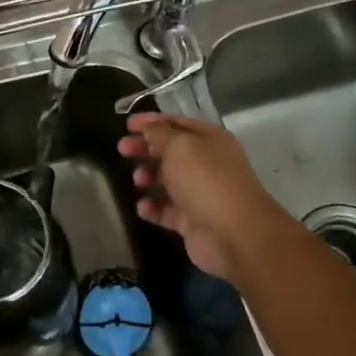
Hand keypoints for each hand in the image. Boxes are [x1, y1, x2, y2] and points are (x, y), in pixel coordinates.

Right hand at [118, 112, 293, 282]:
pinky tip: (143, 207)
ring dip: (148, 177)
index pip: (177, 123)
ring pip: (167, 181)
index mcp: (209, 140)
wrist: (234, 234)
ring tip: (137, 180)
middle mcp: (207, 164)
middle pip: (170, 151)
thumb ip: (159, 134)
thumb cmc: (205, 181)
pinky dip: (153, 208)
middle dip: (145, 148)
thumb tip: (148, 127)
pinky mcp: (192, 221)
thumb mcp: (179, 147)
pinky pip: (166, 211)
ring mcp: (200, 194)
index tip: (126, 126)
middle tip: (121, 149)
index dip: (151, 122)